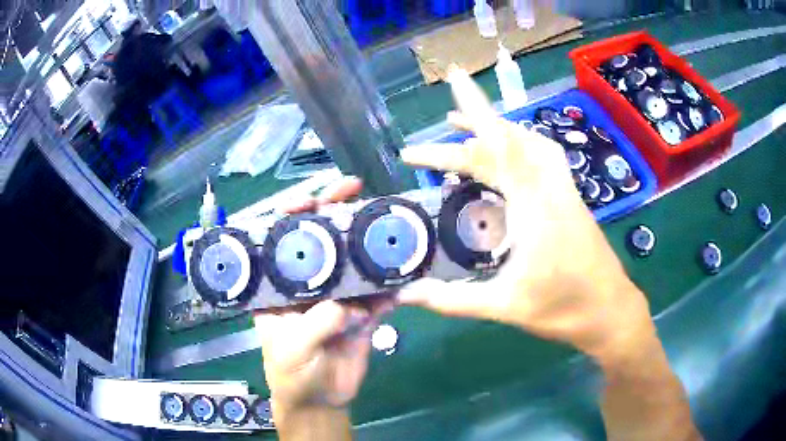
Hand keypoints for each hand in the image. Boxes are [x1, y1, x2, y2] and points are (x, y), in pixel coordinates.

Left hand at [254, 177, 391, 411]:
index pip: (280, 242)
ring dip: (368, 242)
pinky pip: (378, 293)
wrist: (321, 401)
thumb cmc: (292, 376)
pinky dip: (391, 285)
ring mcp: (338, 295)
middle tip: (354, 188)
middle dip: (335, 212)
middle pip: (320, 241)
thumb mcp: (292, 351)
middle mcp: (308, 284)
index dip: (292, 216)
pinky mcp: (363, 312)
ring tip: (385, 221)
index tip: (310, 199)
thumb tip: (347, 305)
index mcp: (279, 287)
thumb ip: (314, 326)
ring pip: (353, 261)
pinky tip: (403, 272)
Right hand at [399, 68, 651, 359]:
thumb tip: (405, 294)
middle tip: (434, 128)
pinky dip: (518, 144)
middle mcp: (550, 187)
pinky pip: (541, 156)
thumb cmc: (563, 309)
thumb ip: (453, 299)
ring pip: (528, 143)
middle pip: (507, 142)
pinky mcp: (569, 196)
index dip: (459, 132)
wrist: (611, 310)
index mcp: (533, 206)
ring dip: (496, 130)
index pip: (494, 152)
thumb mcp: (505, 306)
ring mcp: (563, 189)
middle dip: (470, 123)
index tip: (427, 122)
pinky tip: (508, 156)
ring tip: (465, 129)